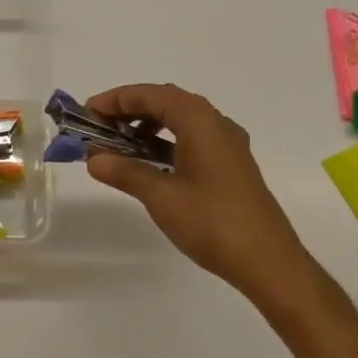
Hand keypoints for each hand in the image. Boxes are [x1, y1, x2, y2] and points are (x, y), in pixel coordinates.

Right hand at [84, 84, 316, 303]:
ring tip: (121, 144)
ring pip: (180, 118)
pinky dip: (168, 139)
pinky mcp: (233, 163)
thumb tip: (93, 158)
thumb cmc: (212, 222)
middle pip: (165, 100)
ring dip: (149, 124)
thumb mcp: (161, 196)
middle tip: (100, 126)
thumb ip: (125, 172)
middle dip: (130, 109)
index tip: (87, 112)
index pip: (148, 94)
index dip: (115, 100)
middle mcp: (215, 121)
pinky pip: (193, 135)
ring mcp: (228, 142)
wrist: (270, 263)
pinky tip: (153, 161)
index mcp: (198, 119)